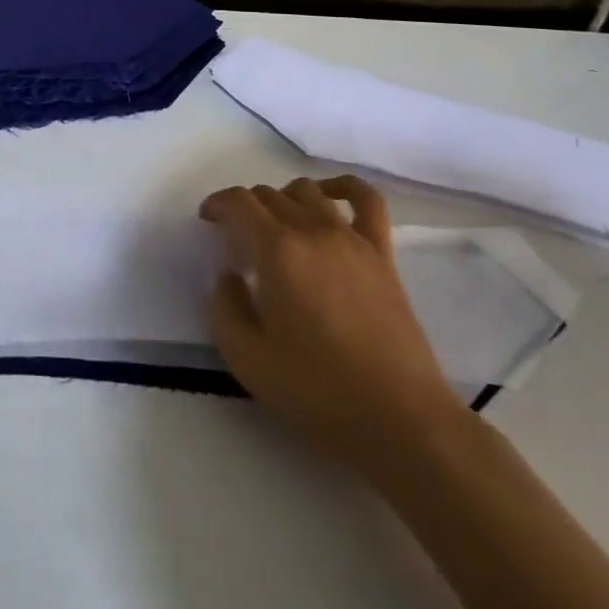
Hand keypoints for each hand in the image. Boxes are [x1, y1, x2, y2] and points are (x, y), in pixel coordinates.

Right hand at [200, 175, 467, 483]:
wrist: (401, 421)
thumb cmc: (318, 392)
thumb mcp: (247, 360)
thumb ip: (223, 309)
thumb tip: (228, 277)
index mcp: (276, 251)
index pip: (239, 203)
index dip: (217, 204)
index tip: (207, 221)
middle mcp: (312, 230)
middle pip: (270, 195)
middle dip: (246, 208)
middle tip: (238, 240)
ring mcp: (351, 238)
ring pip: (308, 191)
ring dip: (283, 199)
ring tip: (277, 226)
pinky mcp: (382, 254)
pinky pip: (366, 200)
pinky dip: (344, 186)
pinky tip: (329, 195)